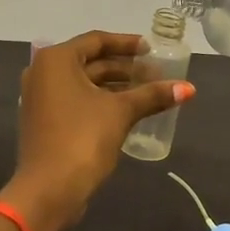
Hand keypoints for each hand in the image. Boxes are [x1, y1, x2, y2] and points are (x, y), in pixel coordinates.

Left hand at [2, 30, 194, 230]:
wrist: (48, 190)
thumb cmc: (82, 139)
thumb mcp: (121, 112)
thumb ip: (152, 95)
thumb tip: (189, 89)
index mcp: (56, 60)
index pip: (97, 40)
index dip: (127, 44)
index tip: (152, 50)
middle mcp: (43, 72)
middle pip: (90, 61)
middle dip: (125, 67)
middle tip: (156, 74)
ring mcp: (40, 98)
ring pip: (84, 83)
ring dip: (115, 85)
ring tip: (148, 92)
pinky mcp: (45, 120)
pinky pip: (76, 100)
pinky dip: (101, 101)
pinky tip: (127, 111)